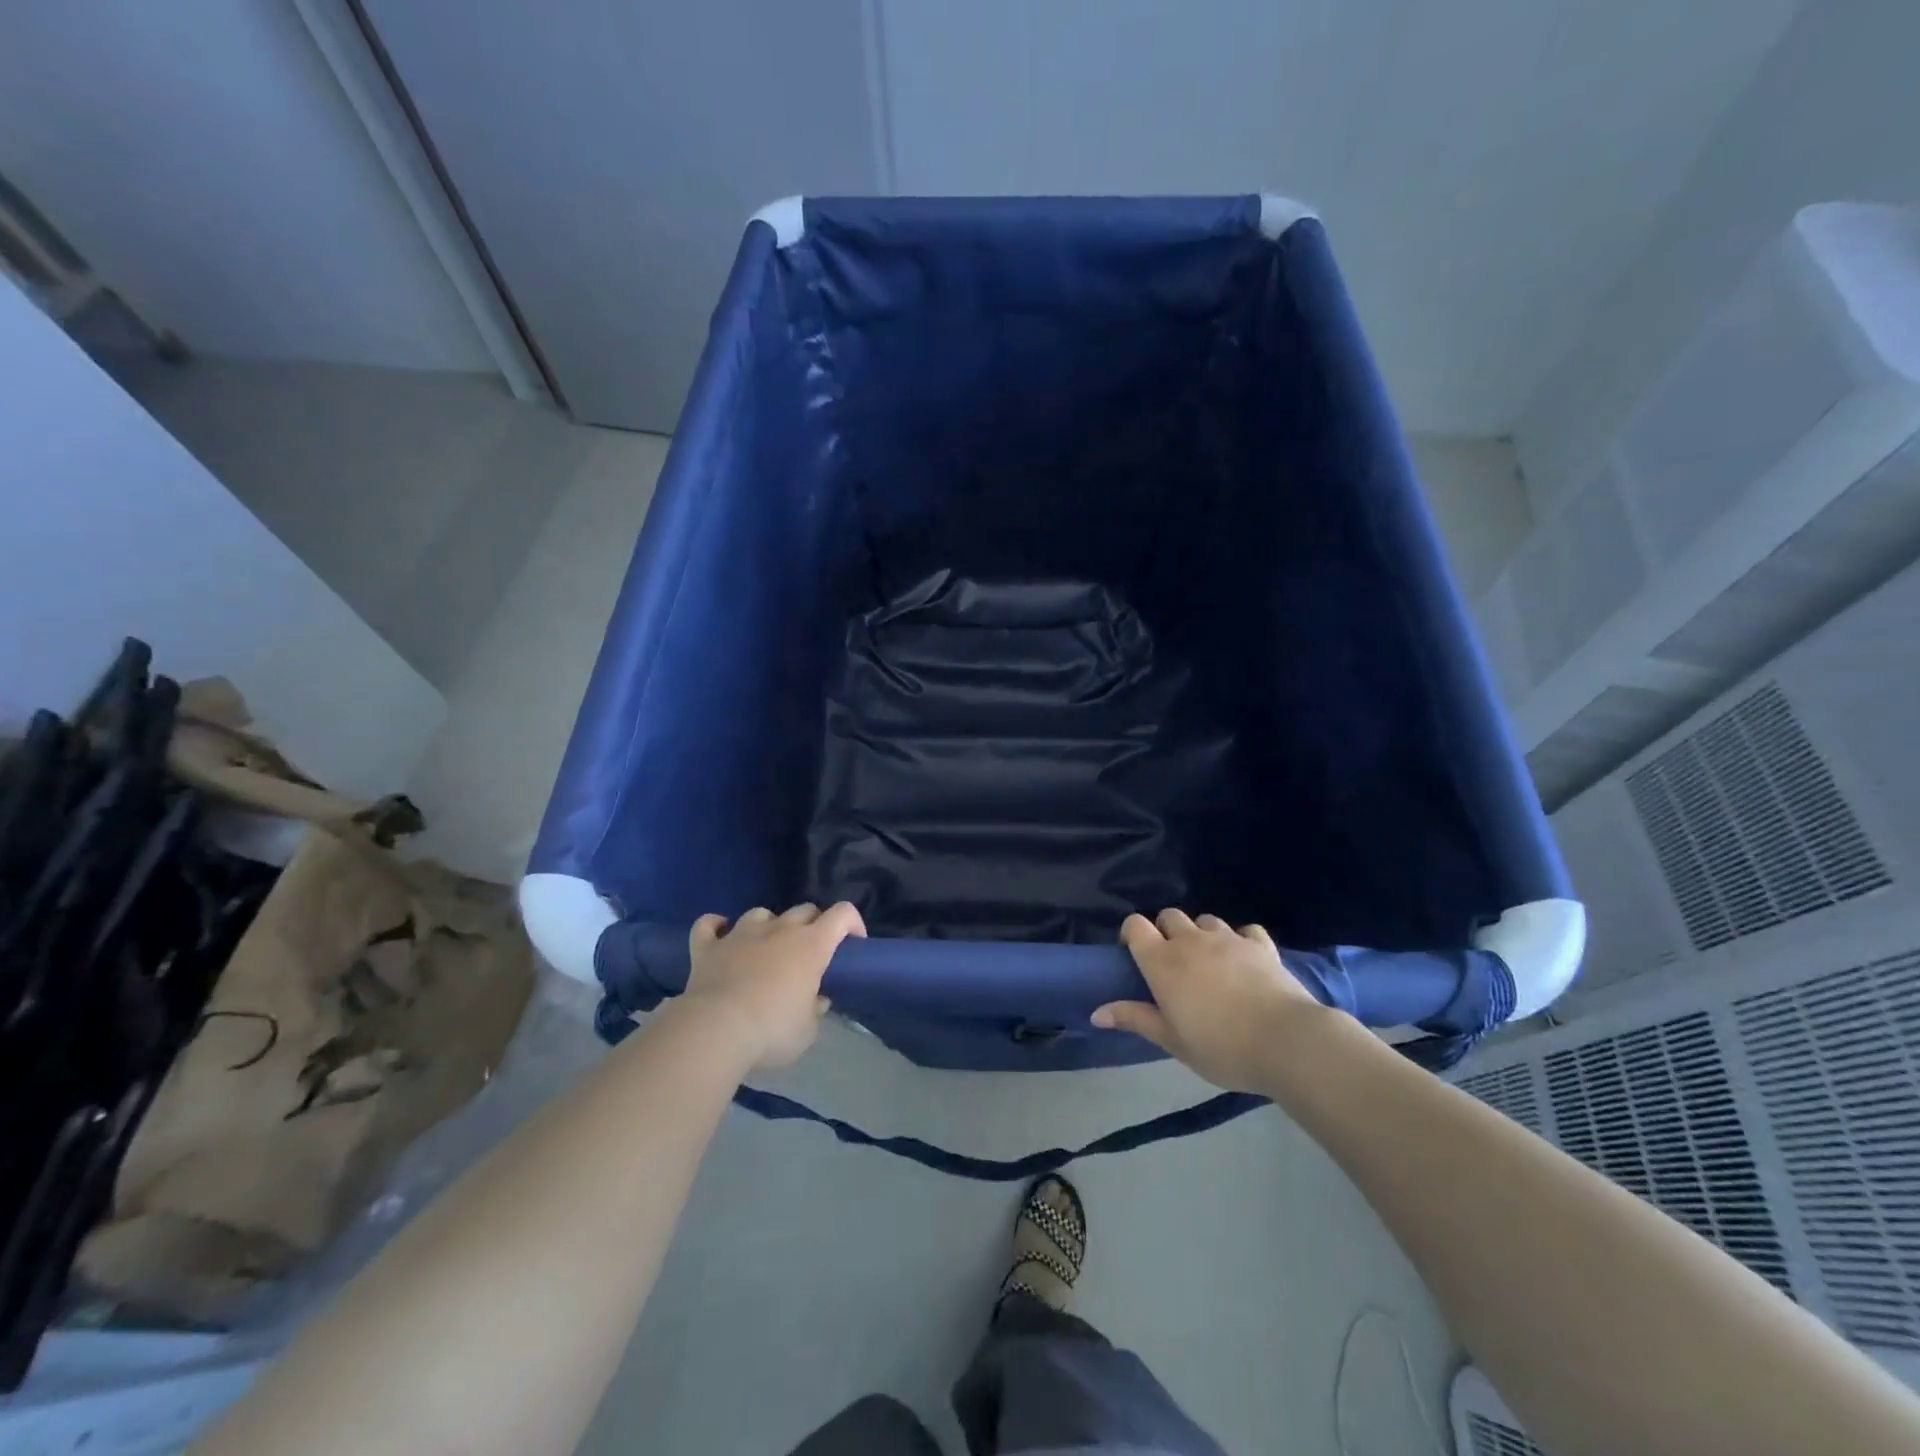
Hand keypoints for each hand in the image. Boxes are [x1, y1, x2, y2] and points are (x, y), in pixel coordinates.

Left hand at [680, 903, 865, 1069]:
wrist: (715, 1030)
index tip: (854, 944)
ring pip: (761, 913)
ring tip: (766, 947)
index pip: (842, 914)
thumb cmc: (772, 1030)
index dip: (852, 923)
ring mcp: (740, 934)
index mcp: (811, 945)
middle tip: (810, 953)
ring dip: (769, 926)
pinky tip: (719, 934)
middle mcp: (779, 930)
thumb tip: (816, 1001)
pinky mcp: (708, 947)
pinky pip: (708, 925)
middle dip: (813, 925)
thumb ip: (815, 1011)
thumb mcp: (807, 1031)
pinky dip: (716, 927)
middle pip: (804, 909)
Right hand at [1093, 910, 1326, 1092]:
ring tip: (1208, 961)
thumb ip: (1135, 1019)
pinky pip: (1245, 930)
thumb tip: (1096, 1013)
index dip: (1132, 933)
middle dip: (1166, 931)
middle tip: (1173, 964)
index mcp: (1163, 961)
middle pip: (1169, 916)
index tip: (1135, 955)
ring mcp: (1228, 938)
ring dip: (1201, 934)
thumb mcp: (1172, 1041)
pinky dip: (1240, 940)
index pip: (1136, 925)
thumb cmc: (1220, 1046)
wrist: (1286, 1041)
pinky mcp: (1260, 944)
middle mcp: (1191, 941)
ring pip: (1205, 920)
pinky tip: (1244, 960)